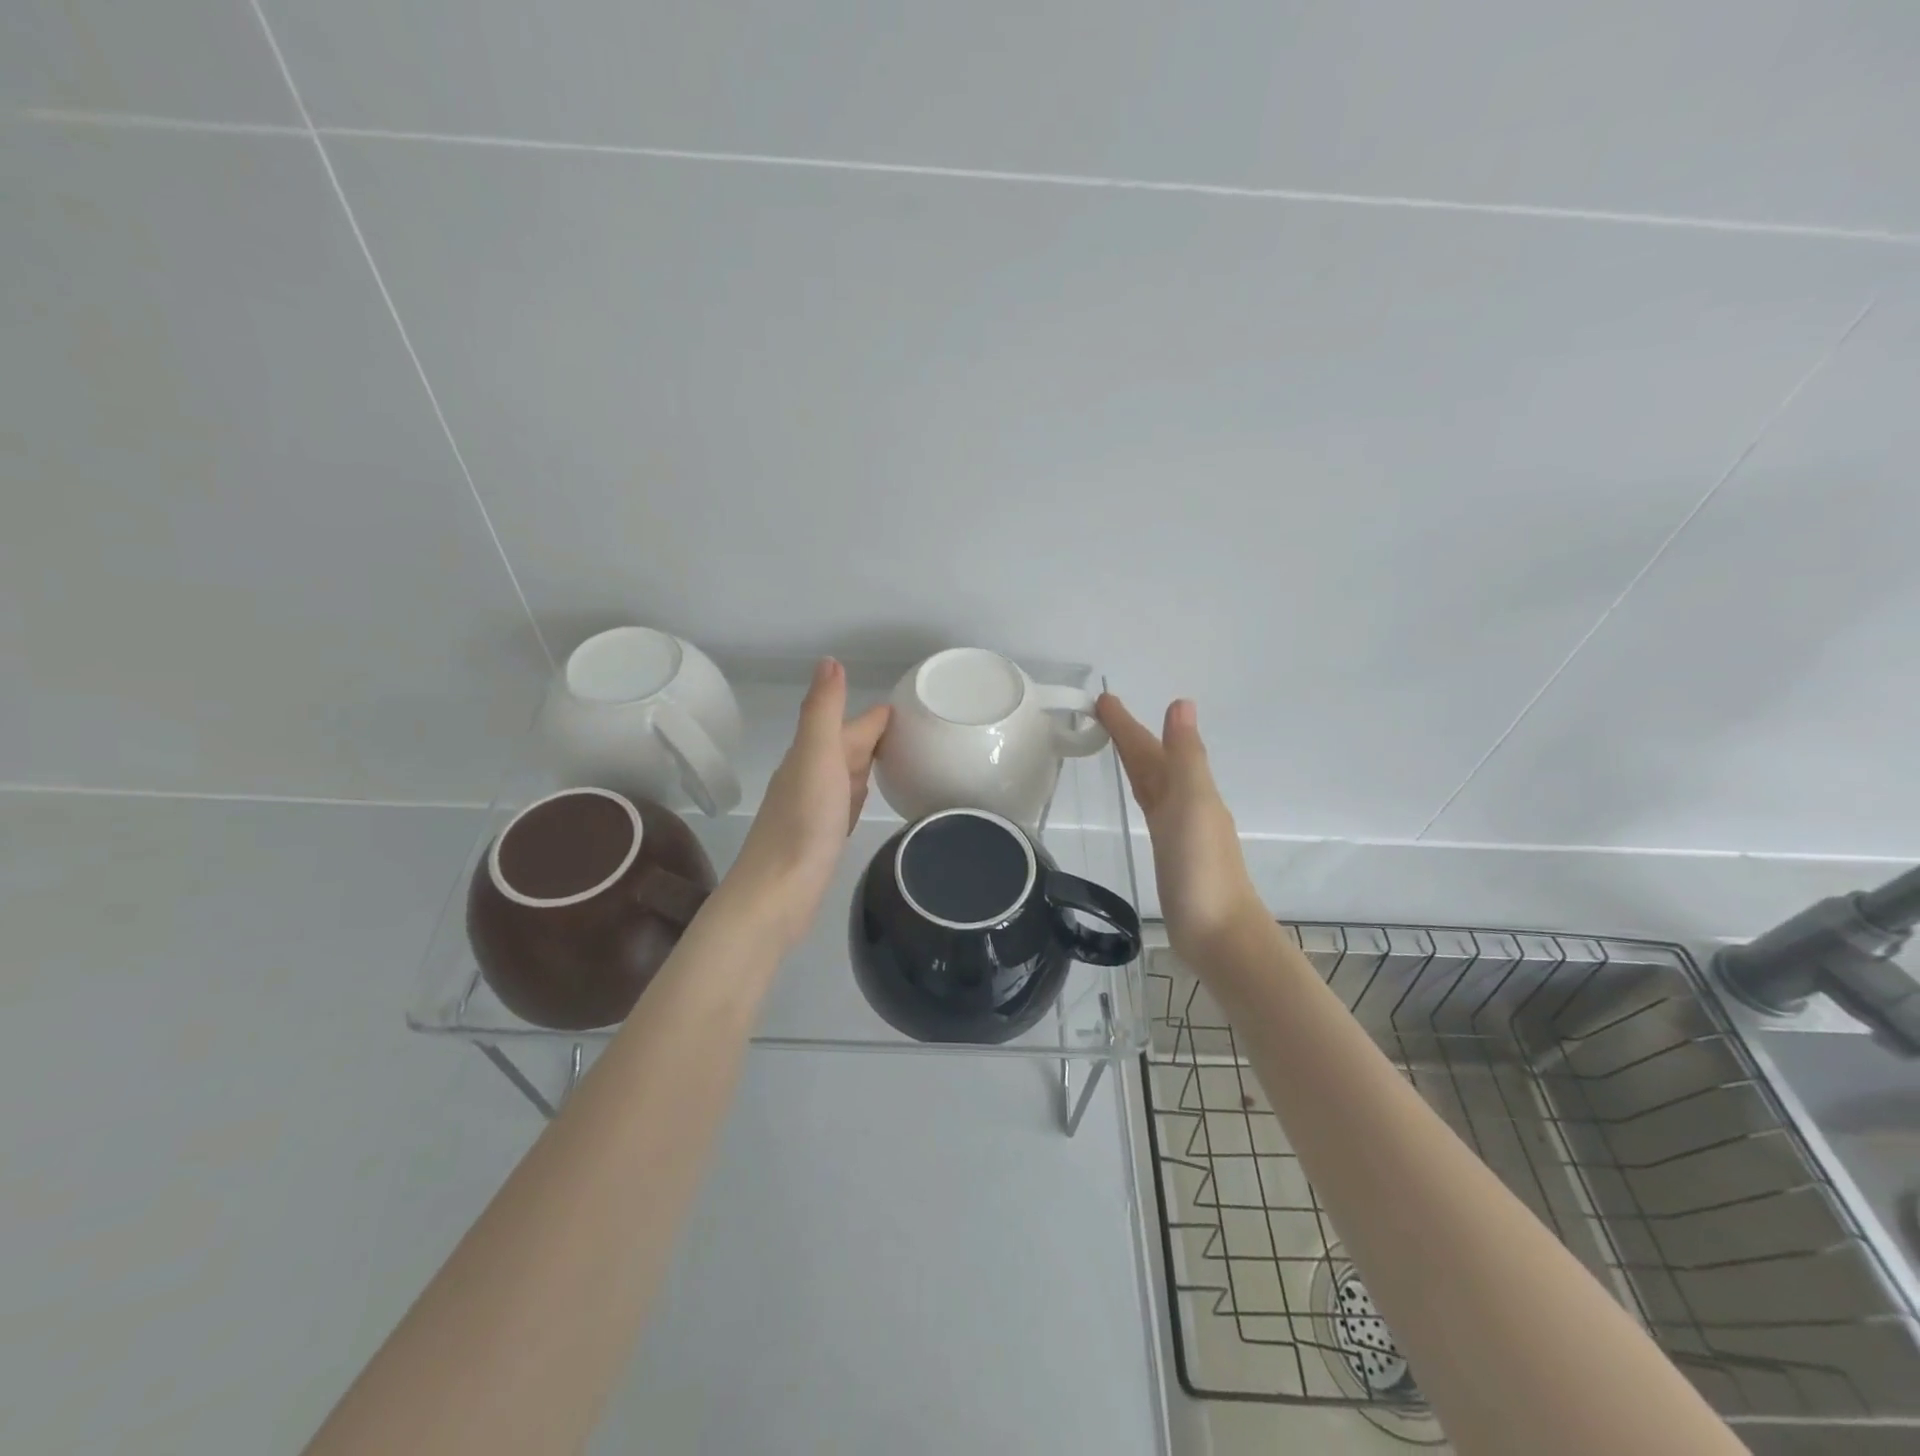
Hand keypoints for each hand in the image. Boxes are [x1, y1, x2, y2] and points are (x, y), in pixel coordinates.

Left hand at [724, 658, 890, 946]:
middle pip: (848, 747)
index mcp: (813, 754)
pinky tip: (865, 800)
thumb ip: (823, 710)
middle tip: (916, 731)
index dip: (878, 715)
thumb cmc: (803, 824)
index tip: (911, 706)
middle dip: (876, 735)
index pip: (853, 725)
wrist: (777, 893)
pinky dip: (858, 794)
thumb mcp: (816, 757)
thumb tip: (830, 659)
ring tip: (899, 758)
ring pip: (846, 774)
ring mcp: (814, 808)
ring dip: (867, 763)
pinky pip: (845, 803)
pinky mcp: (820, 836)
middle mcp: (811, 776)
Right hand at [1097, 694, 1265, 960]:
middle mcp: (1186, 804)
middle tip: (1100, 714)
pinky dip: (1143, 794)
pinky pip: (1152, 810)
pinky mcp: (1171, 856)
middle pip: (1153, 762)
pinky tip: (1141, 800)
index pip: (1151, 748)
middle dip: (1130, 737)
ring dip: (1137, 762)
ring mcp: (1179, 831)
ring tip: (1115, 747)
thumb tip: (1182, 703)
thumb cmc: (1202, 870)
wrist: (1219, 935)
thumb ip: (1186, 757)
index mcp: (1189, 789)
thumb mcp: (1193, 804)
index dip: (1128, 725)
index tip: (1102, 699)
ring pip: (1153, 784)